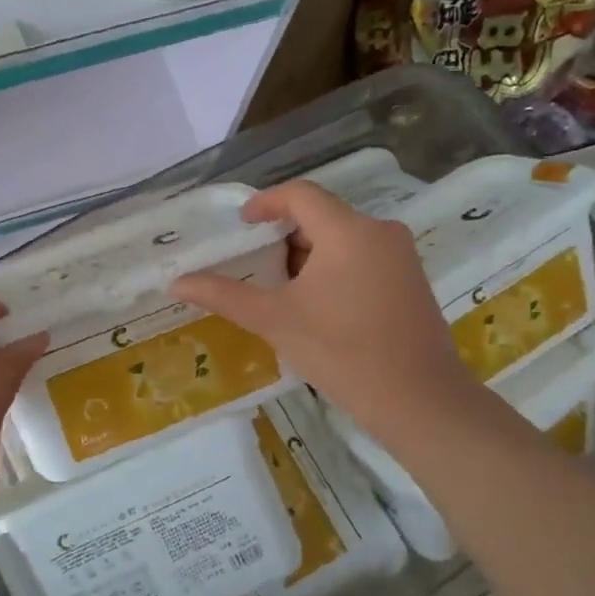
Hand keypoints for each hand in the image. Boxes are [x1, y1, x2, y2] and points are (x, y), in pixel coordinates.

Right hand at [171, 180, 477, 439]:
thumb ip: (224, 295)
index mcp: (348, 231)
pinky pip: (363, 257)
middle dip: (283, 238)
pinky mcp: (411, 280)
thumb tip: (176, 282)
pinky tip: (317, 306)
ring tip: (281, 291)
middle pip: (321, 217)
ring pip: (342, 239)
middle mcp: (380, 231)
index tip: (241, 225)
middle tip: (255, 267)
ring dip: (307, 256)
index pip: (300, 194)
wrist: (418, 401)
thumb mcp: (275, 320)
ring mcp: (401, 256)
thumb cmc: (341, 352)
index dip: (265, 203)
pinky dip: (333, 269)